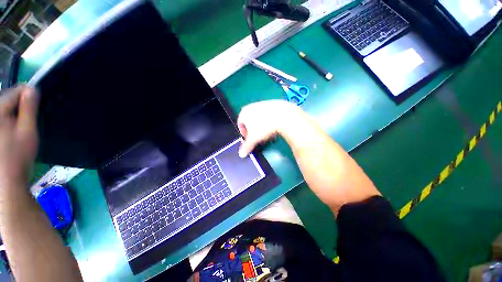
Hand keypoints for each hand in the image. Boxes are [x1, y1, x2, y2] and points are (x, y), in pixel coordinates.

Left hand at [0, 86, 39, 187]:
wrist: (5, 180)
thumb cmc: (17, 156)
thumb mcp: (27, 131)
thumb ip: (29, 108)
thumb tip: (32, 89)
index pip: (16, 91)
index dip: (29, 95)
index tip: (38, 103)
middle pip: (7, 99)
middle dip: (19, 107)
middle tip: (28, 121)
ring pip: (4, 109)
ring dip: (13, 115)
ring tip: (19, 129)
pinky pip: (2, 118)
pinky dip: (8, 121)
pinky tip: (11, 134)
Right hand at [237, 100, 300, 157]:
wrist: (283, 116)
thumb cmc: (264, 127)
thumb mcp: (253, 139)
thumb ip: (246, 146)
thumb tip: (241, 154)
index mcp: (244, 112)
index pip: (240, 124)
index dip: (244, 134)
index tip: (250, 140)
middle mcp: (252, 106)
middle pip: (251, 121)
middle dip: (254, 132)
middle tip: (260, 139)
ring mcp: (263, 104)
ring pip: (260, 119)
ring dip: (262, 127)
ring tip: (269, 135)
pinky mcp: (273, 104)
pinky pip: (268, 115)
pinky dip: (270, 122)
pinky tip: (275, 128)